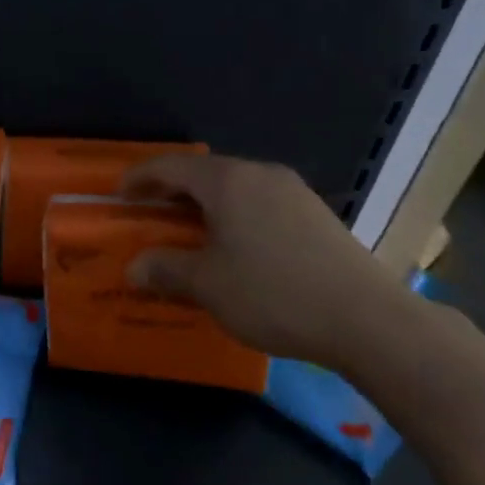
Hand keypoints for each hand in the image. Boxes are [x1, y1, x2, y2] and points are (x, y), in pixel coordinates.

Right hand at [119, 154, 416, 372]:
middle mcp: (261, 175)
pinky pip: (260, 204)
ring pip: (235, 188)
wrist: (365, 318)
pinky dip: (234, 216)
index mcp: (228, 182)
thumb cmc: (272, 294)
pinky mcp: (315, 214)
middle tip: (149, 214)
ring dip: (205, 205)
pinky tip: (235, 246)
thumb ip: (166, 269)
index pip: (172, 167)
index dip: (140, 177)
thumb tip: (135, 267)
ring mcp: (293, 192)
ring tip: (188, 232)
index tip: (119, 195)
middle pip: (205, 173)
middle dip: (172, 191)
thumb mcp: (207, 285)